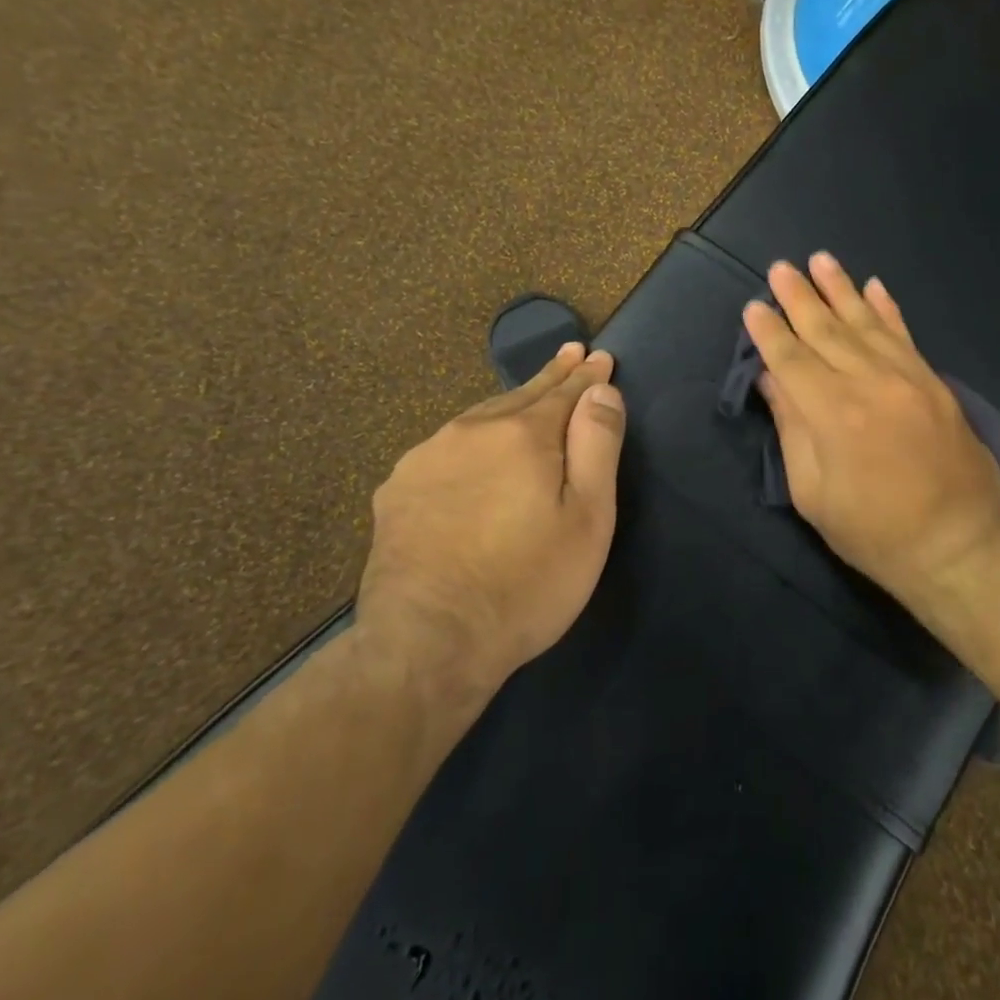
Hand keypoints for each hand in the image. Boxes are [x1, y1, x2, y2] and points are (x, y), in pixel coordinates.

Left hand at [359, 343, 626, 691]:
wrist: (428, 645)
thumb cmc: (526, 584)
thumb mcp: (587, 518)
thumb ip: (596, 445)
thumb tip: (601, 389)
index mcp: (522, 434)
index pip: (564, 392)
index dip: (586, 376)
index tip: (600, 356)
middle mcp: (471, 431)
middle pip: (521, 396)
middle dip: (551, 377)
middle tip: (570, 354)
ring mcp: (426, 457)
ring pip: (480, 418)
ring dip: (510, 406)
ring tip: (529, 397)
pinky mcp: (398, 490)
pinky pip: (446, 449)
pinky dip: (472, 440)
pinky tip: (474, 450)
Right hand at [742, 254, 999, 609]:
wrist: (959, 545)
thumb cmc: (875, 532)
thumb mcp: (814, 495)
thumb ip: (792, 430)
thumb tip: (771, 380)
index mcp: (832, 414)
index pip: (790, 359)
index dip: (768, 331)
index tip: (752, 306)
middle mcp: (869, 383)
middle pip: (825, 330)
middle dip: (798, 297)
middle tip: (780, 267)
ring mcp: (907, 377)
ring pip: (865, 322)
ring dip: (840, 289)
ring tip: (820, 259)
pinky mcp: (933, 382)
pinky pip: (905, 335)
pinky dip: (887, 308)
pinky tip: (874, 285)